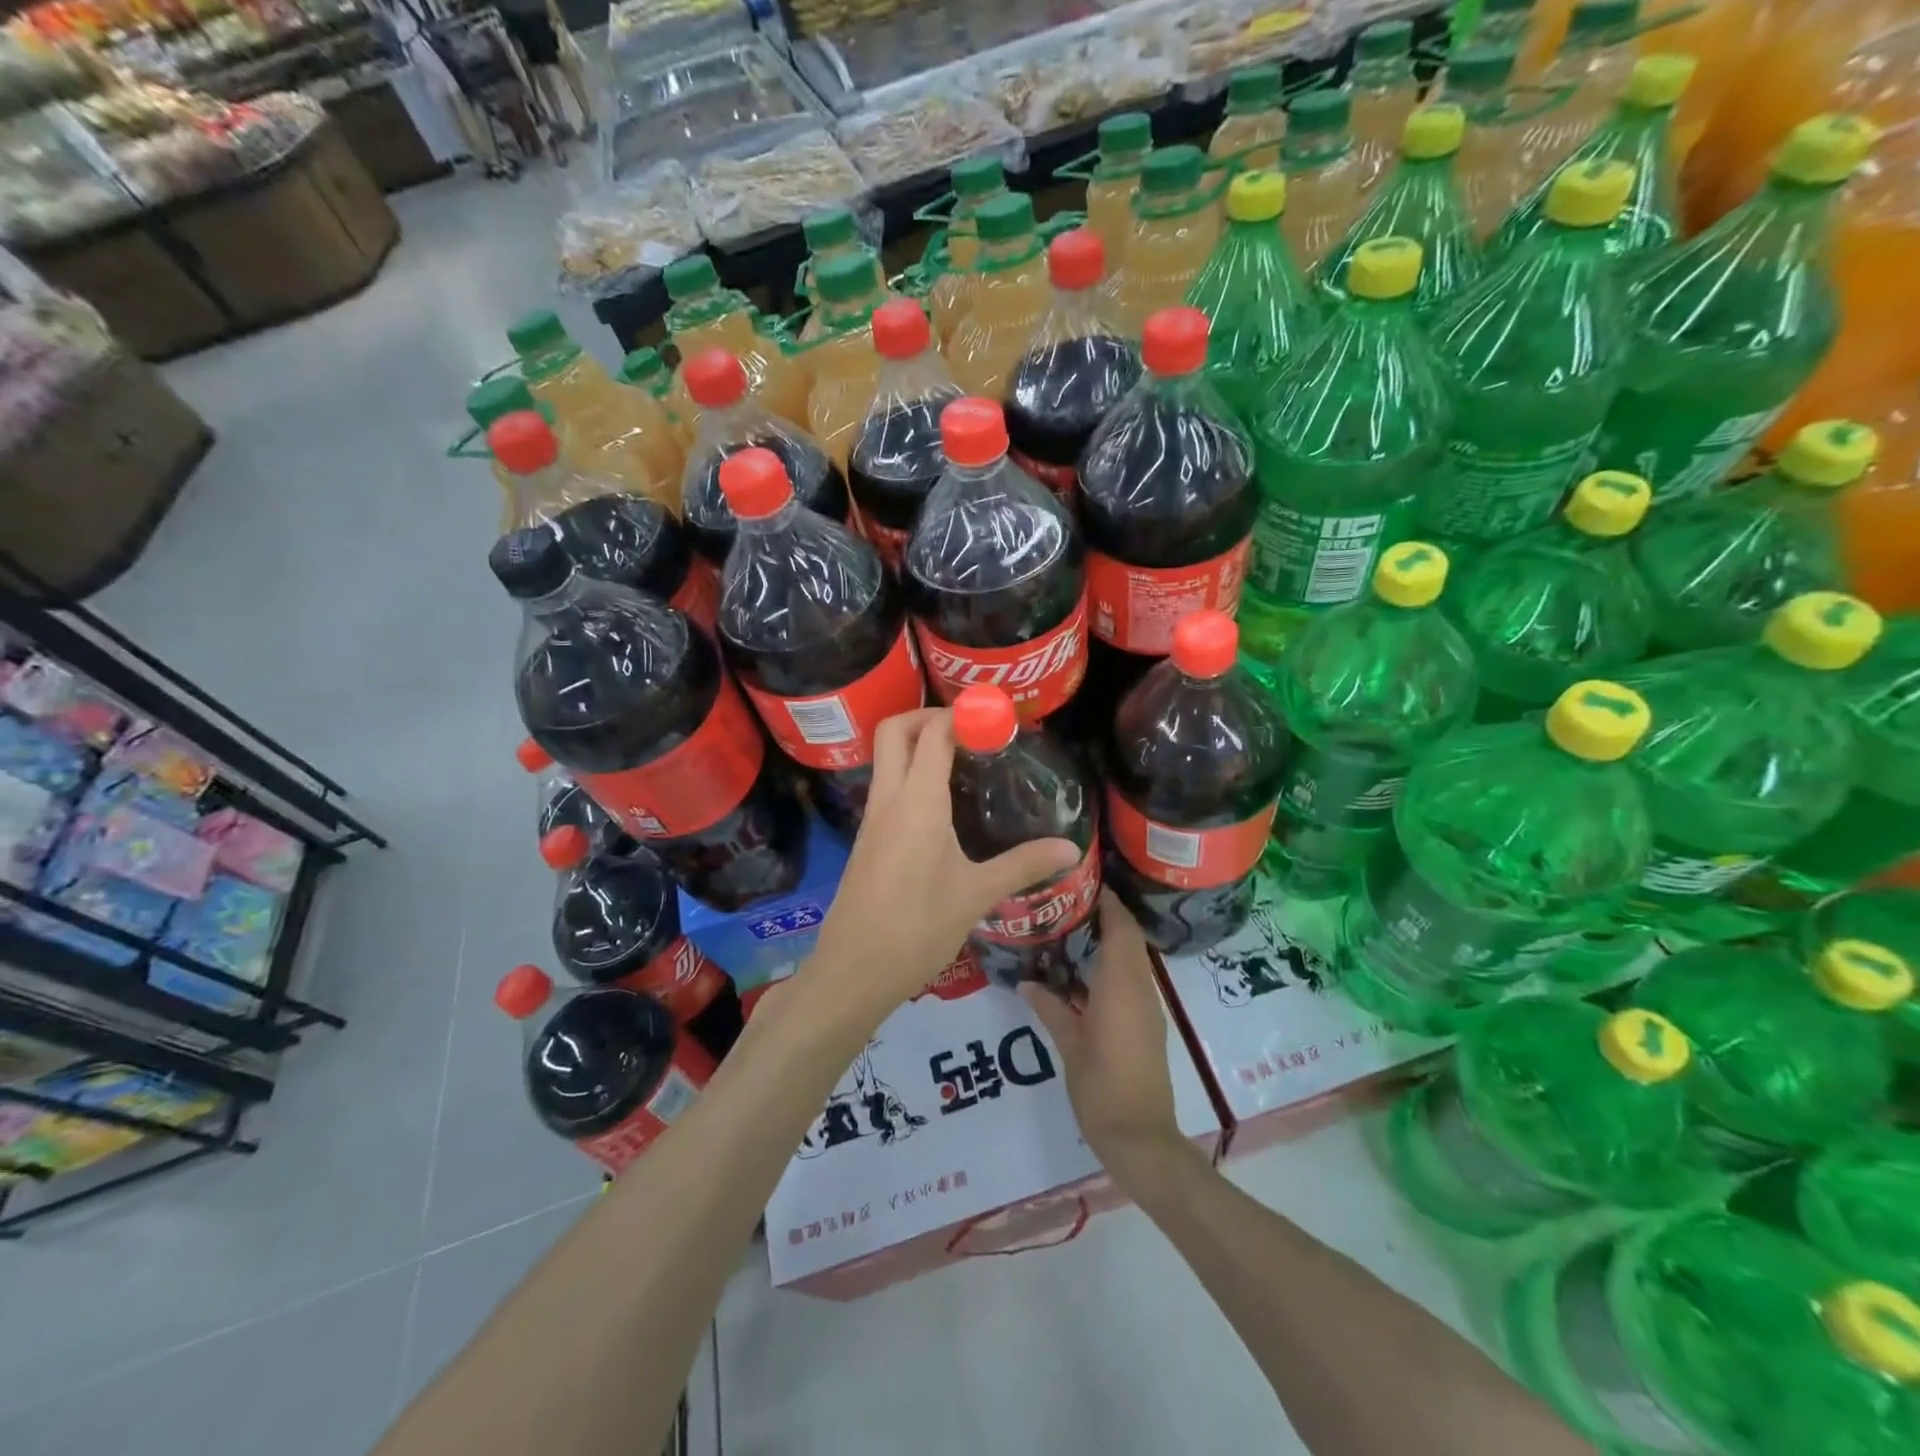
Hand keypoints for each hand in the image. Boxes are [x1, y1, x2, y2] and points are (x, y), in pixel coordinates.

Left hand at [804, 708, 1079, 1028]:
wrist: (854, 969)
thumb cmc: (917, 928)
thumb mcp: (976, 895)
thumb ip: (1024, 865)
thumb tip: (1071, 849)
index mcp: (917, 802)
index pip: (933, 733)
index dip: (962, 714)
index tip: (996, 717)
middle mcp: (888, 798)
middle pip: (894, 730)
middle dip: (928, 715)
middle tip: (970, 729)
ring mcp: (872, 817)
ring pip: (886, 757)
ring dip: (917, 743)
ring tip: (964, 759)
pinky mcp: (867, 837)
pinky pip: (886, 785)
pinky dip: (910, 773)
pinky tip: (942, 803)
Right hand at [1019, 893, 1187, 1184]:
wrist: (1141, 1138)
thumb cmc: (1101, 1087)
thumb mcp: (1069, 1045)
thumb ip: (1050, 1008)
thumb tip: (1027, 982)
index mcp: (1121, 986)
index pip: (1121, 928)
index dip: (1108, 901)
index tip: (1083, 881)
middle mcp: (1139, 989)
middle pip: (1129, 938)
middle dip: (1106, 915)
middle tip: (1068, 901)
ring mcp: (1147, 1008)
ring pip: (1131, 959)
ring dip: (1109, 940)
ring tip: (1070, 928)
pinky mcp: (1146, 1024)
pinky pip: (1131, 980)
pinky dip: (1112, 965)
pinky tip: (1082, 971)